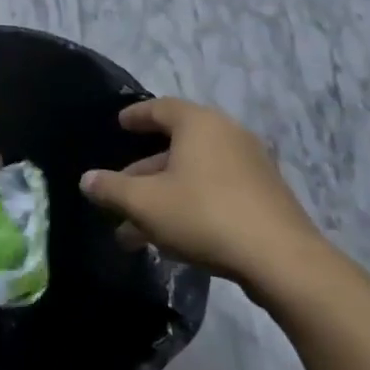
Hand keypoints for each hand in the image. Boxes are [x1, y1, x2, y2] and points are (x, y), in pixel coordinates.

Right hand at [79, 99, 325, 283]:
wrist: (282, 260)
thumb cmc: (204, 215)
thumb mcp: (144, 203)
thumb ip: (110, 188)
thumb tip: (87, 179)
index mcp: (199, 124)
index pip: (160, 108)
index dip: (136, 116)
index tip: (120, 124)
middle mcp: (228, 136)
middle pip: (175, 147)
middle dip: (142, 173)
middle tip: (118, 192)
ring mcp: (251, 167)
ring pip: (193, 175)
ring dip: (162, 197)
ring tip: (134, 231)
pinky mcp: (265, 198)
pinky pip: (215, 192)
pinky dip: (189, 205)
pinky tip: (171, 238)